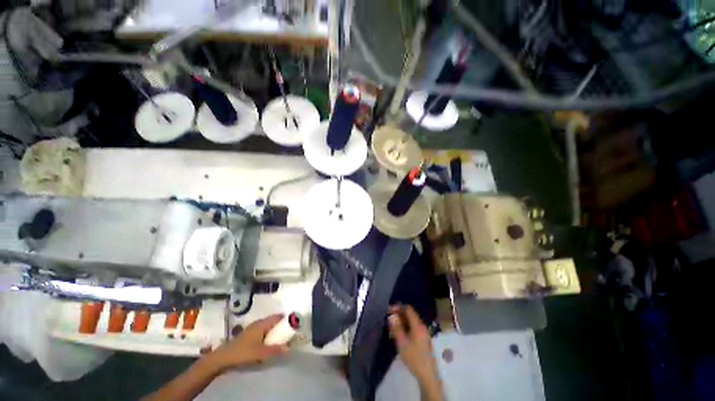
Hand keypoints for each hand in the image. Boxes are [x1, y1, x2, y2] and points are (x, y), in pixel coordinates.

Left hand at [208, 314, 288, 369]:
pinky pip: (264, 331)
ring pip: (269, 326)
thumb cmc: (241, 352)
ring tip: (280, 341)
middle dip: (282, 327)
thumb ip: (274, 350)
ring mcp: (253, 328)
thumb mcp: (259, 353)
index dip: (287, 319)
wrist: (222, 358)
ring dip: (275, 332)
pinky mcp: (250, 334)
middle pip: (274, 321)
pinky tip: (268, 345)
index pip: (278, 316)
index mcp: (262, 324)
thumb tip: (289, 348)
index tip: (294, 326)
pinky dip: (269, 335)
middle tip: (289, 336)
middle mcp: (259, 323)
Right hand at [388, 305, 437, 382]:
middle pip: (410, 314)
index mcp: (417, 325)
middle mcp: (422, 326)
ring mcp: (424, 332)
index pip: (408, 309)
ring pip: (411, 321)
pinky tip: (400, 333)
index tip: (389, 310)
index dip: (398, 307)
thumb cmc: (414, 358)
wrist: (427, 375)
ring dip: (402, 321)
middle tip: (389, 318)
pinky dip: (406, 327)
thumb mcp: (402, 342)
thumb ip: (396, 327)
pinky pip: (413, 327)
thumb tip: (391, 315)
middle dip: (399, 314)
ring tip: (392, 326)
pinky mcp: (423, 339)